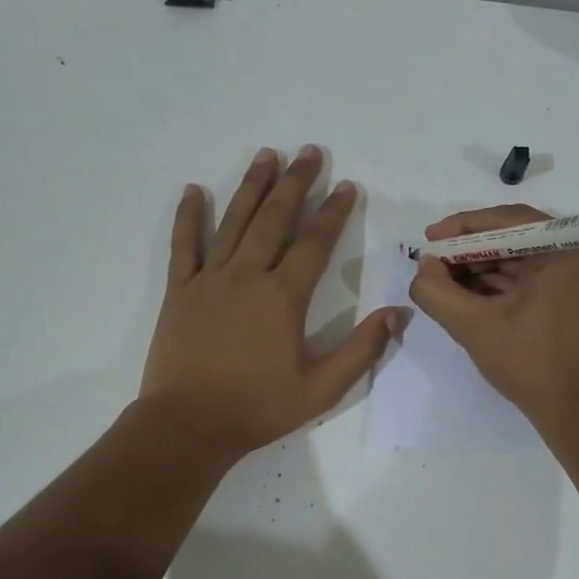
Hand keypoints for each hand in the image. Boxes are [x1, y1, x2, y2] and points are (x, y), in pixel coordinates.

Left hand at [140, 146, 401, 460]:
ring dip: (252, 186)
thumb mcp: (322, 389)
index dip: (334, 213)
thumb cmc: (258, 408)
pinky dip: (189, 216)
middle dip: (295, 183)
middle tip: (309, 152)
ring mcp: (209, 280)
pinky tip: (195, 190)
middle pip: (275, 219)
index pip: (315, 243)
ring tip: (266, 155)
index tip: (346, 186)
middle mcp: (247, 276)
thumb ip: (362, 350)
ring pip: (234, 221)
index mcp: (284, 297)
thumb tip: (398, 313)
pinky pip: (184, 245)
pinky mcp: (180, 291)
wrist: (189, 425)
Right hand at [408, 203, 578, 424]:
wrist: (578, 410)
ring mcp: (576, 275)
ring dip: (478, 269)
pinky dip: (495, 285)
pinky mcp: (569, 296)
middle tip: (431, 263)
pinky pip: (526, 278)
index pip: (506, 221)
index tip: (428, 239)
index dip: (462, 228)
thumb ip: (436, 291)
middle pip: (511, 238)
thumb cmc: (530, 362)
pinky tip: (464, 295)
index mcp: (566, 248)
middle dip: (468, 251)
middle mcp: (577, 252)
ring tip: (441, 281)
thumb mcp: (473, 325)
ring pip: (516, 258)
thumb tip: (424, 267)